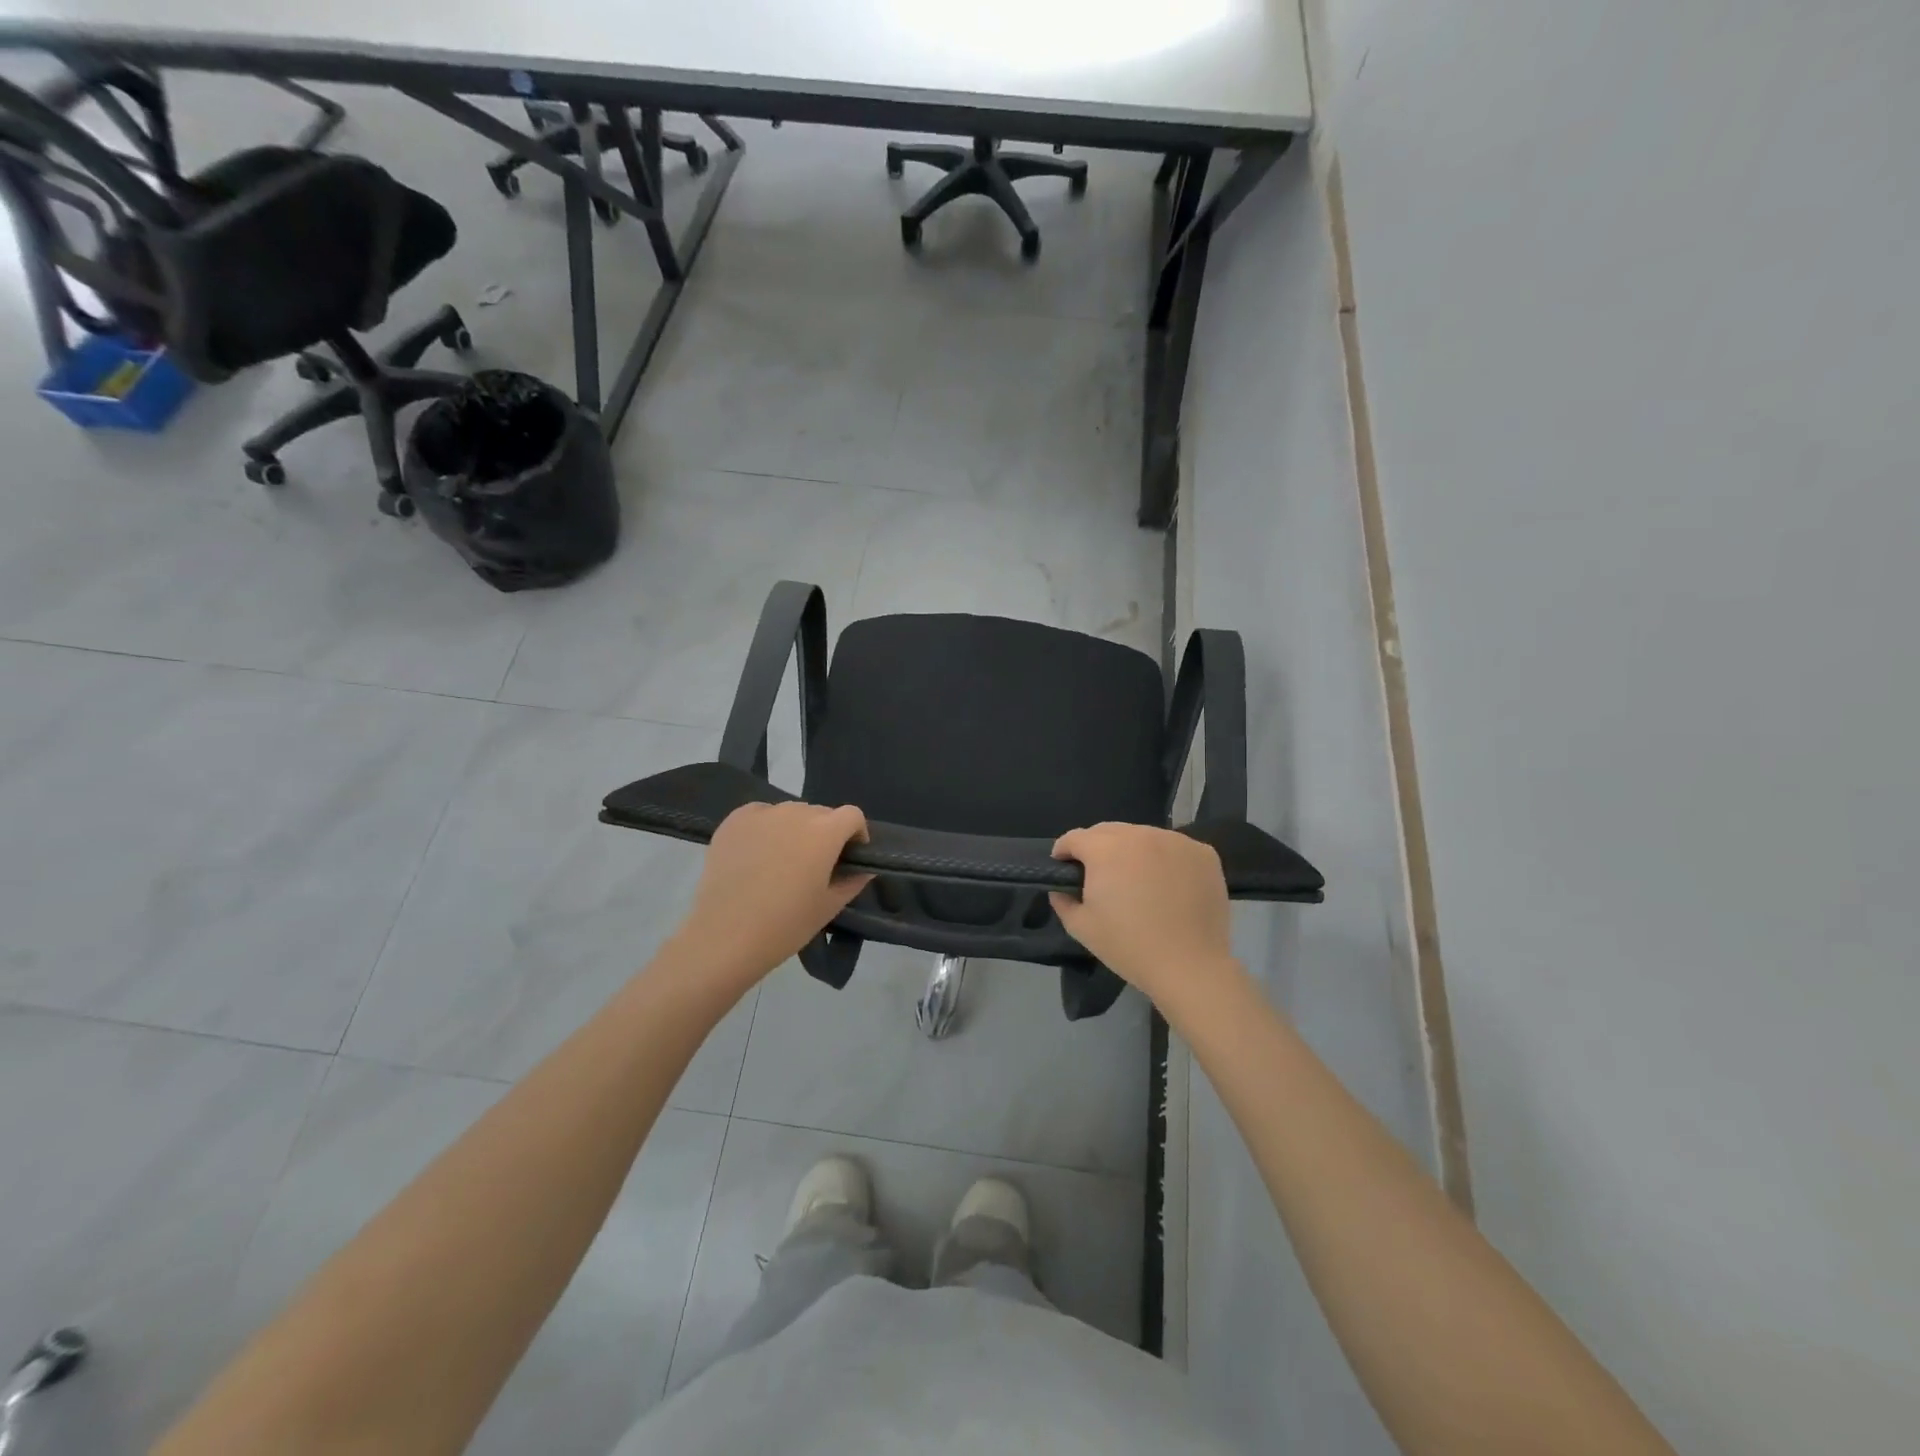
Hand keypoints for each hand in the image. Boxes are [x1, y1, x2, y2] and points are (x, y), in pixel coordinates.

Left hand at [671, 801, 871, 992]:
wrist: (725, 936)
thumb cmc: (785, 924)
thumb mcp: (828, 907)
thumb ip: (852, 882)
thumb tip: (863, 869)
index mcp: (825, 832)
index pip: (853, 815)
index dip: (856, 833)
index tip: (849, 856)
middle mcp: (796, 813)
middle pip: (821, 813)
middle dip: (825, 833)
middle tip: (814, 864)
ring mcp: (762, 813)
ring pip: (790, 813)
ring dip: (795, 829)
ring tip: (782, 860)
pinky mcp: (734, 820)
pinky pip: (761, 814)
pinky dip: (766, 827)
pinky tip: (756, 854)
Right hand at [1049, 823, 1242, 1013]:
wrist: (1190, 967)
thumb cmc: (1130, 947)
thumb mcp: (1082, 928)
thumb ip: (1063, 901)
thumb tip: (1060, 888)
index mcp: (1106, 849)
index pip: (1075, 837)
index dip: (1064, 851)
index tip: (1063, 867)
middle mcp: (1141, 835)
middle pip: (1109, 830)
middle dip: (1096, 847)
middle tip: (1098, 874)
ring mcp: (1176, 841)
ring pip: (1143, 836)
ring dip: (1132, 850)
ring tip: (1135, 878)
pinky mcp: (1203, 853)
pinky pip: (1174, 846)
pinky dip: (1164, 858)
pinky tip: (1166, 883)